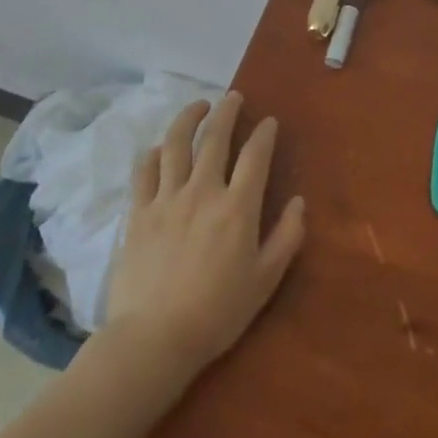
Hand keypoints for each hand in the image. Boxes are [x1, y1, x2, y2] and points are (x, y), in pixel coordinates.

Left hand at [103, 93, 305, 378]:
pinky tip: (158, 148)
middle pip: (214, 138)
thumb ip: (286, 237)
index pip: (255, 155)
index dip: (264, 133)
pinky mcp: (139, 213)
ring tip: (198, 106)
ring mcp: (166, 199)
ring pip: (176, 144)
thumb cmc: (216, 313)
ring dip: (188, 118)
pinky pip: (144, 171)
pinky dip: (153, 153)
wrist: (154, 340)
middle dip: (226, 111)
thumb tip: (298, 202)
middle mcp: (203, 191)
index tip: (268, 121)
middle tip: (232, 97)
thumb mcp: (264, 281)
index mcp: (237, 207)